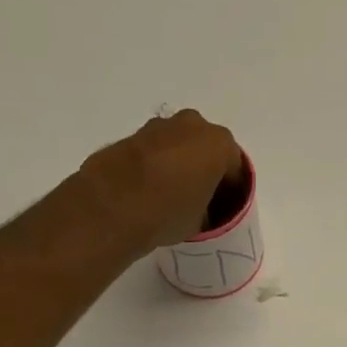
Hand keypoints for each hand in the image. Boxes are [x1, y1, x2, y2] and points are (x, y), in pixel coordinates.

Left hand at [78, 110, 243, 251]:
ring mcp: (159, 127)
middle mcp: (192, 126)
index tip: (223, 210)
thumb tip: (199, 208)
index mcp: (219, 144)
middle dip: (206, 169)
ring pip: (179, 145)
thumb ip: (207, 207)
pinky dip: (157, 164)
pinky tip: (150, 189)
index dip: (231, 192)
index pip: (235, 169)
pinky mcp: (131, 135)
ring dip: (180, 164)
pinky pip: (155, 150)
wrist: (112, 207)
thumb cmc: (169, 213)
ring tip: (172, 195)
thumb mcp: (201, 221)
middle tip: (200, 198)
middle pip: (207, 149)